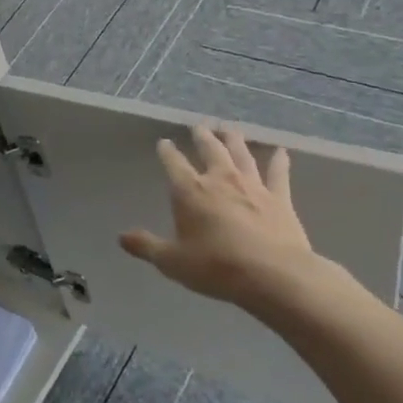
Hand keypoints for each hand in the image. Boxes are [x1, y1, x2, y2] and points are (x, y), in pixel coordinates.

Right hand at [118, 127, 322, 312]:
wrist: (274, 276)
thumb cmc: (216, 267)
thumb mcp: (172, 261)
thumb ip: (146, 246)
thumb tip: (121, 237)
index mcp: (189, 191)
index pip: (173, 163)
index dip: (167, 151)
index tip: (164, 142)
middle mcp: (219, 180)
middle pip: (210, 150)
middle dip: (202, 137)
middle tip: (199, 126)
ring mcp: (252, 187)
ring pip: (241, 155)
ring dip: (234, 140)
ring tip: (230, 129)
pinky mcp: (280, 199)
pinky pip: (278, 174)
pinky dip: (279, 161)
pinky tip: (281, 152)